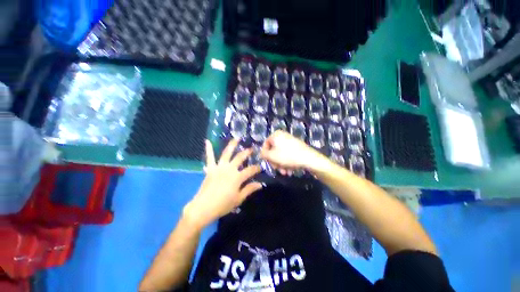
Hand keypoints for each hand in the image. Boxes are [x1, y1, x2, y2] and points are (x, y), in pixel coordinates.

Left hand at [183, 139, 262, 228]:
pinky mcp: (211, 169)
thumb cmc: (223, 205)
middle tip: (252, 148)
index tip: (261, 167)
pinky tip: (207, 141)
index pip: (250, 170)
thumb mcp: (239, 199)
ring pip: (227, 153)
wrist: (203, 208)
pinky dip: (208, 149)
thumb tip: (260, 184)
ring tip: (237, 138)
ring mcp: (219, 167)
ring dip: (232, 145)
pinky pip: (209, 157)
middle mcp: (229, 169)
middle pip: (240, 157)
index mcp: (237, 177)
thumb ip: (249, 189)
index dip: (257, 168)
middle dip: (247, 152)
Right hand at [260, 130, 327, 174]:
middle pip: (274, 150)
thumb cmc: (287, 156)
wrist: (309, 158)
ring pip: (281, 154)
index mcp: (276, 135)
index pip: (265, 145)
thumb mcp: (272, 156)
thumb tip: (261, 154)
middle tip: (277, 169)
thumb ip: (263, 154)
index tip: (267, 163)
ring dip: (281, 164)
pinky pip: (288, 154)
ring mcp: (290, 141)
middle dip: (275, 162)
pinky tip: (290, 170)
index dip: (265, 155)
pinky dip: (287, 162)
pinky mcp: (296, 146)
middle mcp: (283, 136)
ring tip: (285, 172)